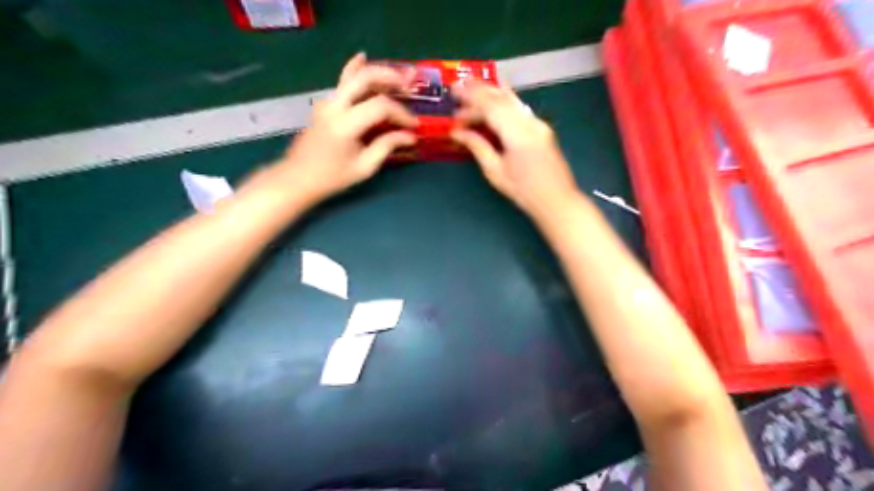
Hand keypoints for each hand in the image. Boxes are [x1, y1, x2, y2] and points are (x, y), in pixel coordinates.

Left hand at [272, 54, 417, 205]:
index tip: (414, 126)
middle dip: (391, 77)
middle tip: (410, 85)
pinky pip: (342, 82)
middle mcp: (334, 106)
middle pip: (365, 78)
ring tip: (398, 77)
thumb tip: (409, 135)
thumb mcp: (364, 167)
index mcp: (345, 124)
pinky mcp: (324, 104)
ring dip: (377, 73)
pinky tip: (362, 57)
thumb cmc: (332, 177)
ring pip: (353, 75)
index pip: (380, 107)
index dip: (401, 114)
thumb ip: (386, 146)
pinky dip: (354, 69)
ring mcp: (327, 102)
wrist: (297, 178)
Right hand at [450, 78, 577, 220]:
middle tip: (458, 86)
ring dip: (491, 92)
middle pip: (500, 99)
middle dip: (478, 91)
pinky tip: (496, 95)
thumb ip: (477, 147)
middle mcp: (529, 122)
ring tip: (473, 85)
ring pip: (512, 100)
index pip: (490, 107)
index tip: (453, 92)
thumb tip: (458, 133)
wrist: (557, 199)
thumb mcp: (495, 171)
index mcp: (516, 133)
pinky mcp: (541, 128)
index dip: (470, 98)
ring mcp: (538, 123)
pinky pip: (519, 107)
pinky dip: (504, 100)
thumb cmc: (523, 190)